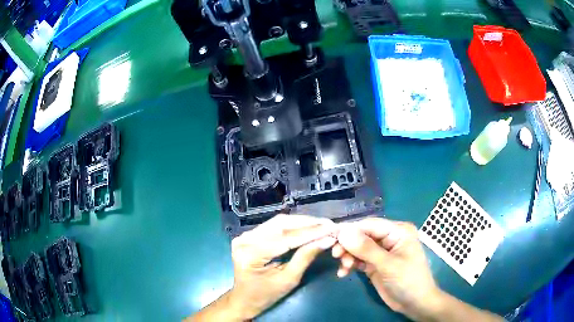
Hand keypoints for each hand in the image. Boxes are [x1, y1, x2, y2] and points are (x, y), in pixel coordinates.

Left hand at [226, 215, 336, 319]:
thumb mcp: (288, 280)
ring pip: (278, 222)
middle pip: (281, 224)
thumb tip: (327, 239)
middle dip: (308, 223)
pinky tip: (306, 226)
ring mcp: (245, 235)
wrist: (244, 300)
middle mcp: (245, 240)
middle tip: (329, 224)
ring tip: (322, 224)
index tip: (332, 228)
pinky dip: (292, 225)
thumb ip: (305, 257)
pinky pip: (273, 226)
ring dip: (301, 222)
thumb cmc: (265, 296)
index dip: (311, 232)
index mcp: (251, 254)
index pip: (286, 238)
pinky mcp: (248, 235)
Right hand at [332, 218, 441, 320]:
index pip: (370, 225)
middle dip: (348, 245)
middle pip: (362, 235)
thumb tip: (343, 232)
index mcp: (398, 231)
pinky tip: (344, 273)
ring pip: (358, 248)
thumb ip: (366, 249)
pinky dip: (350, 265)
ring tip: (344, 268)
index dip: (350, 229)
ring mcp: (382, 251)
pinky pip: (359, 259)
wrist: (415, 303)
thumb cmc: (408, 280)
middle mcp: (389, 238)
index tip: (331, 237)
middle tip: (335, 255)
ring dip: (348, 256)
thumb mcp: (388, 265)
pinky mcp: (376, 264)